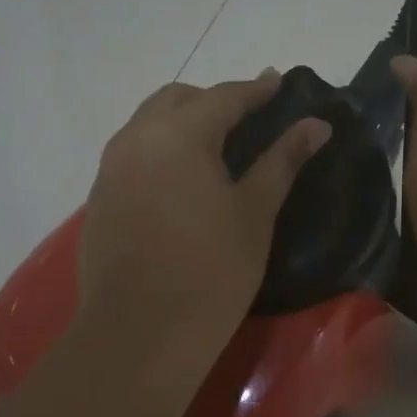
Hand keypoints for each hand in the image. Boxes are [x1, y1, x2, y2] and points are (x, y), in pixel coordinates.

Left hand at [78, 72, 329, 366]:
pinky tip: (179, 181)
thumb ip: (283, 161)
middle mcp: (136, 139)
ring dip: (182, 122)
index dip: (256, 89)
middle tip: (247, 119)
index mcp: (178, 134)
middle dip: (213, 101)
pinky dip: (160, 151)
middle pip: (177, 99)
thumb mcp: (254, 212)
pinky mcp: (99, 199)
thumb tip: (317, 126)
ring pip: (148, 124)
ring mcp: (110, 169)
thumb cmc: (211, 270)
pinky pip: (133, 155)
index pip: (223, 96)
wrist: (140, 333)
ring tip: (214, 147)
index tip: (279, 83)